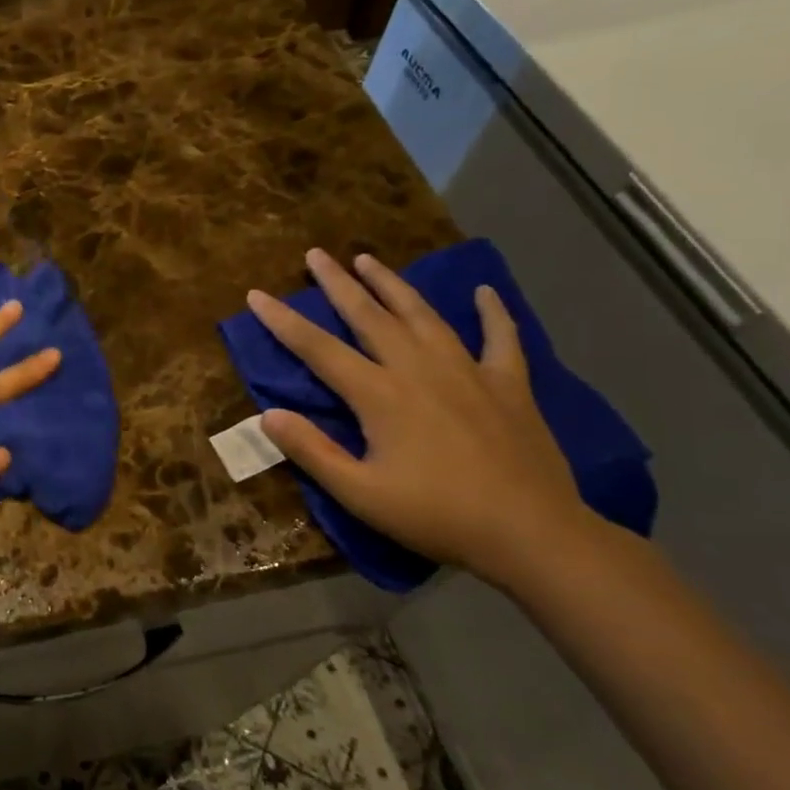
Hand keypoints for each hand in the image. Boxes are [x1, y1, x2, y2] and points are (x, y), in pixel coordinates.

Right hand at [247, 249, 594, 584]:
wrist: (532, 534)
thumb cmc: (436, 516)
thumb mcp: (360, 493)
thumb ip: (311, 451)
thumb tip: (268, 414)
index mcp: (379, 395)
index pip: (318, 349)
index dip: (283, 321)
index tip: (256, 295)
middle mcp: (418, 369)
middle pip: (369, 316)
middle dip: (338, 284)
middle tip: (316, 254)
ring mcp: (467, 372)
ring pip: (422, 315)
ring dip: (393, 285)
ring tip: (369, 259)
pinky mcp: (509, 385)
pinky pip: (500, 339)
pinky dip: (492, 313)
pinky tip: (484, 292)